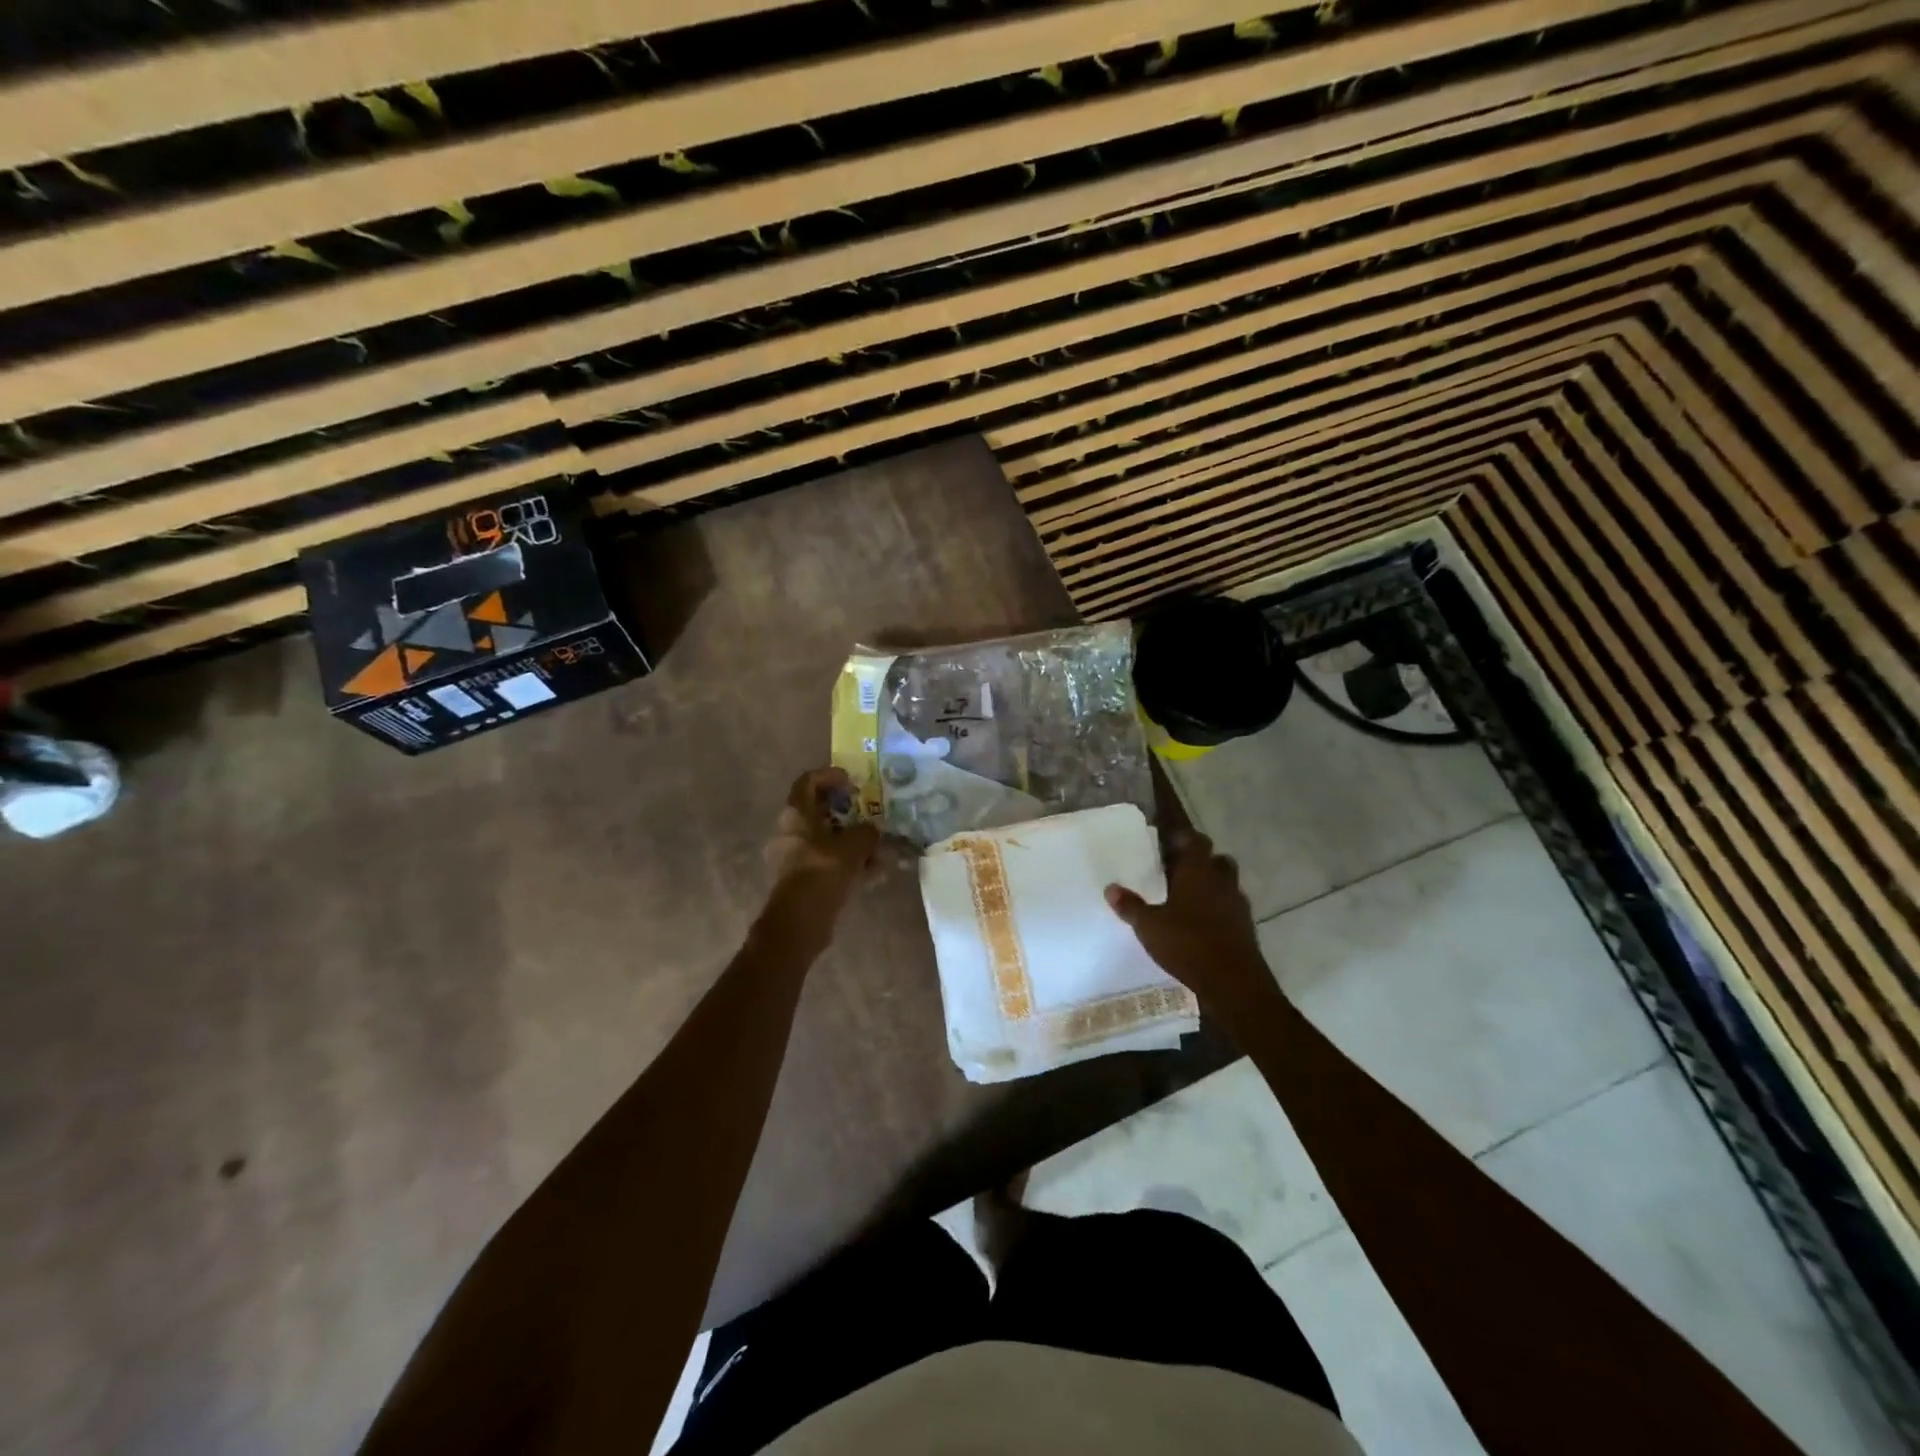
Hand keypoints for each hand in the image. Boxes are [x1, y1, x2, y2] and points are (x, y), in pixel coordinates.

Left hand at [762, 767, 880, 942]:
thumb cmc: (823, 871)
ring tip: (879, 850)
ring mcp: (793, 857)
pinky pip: (828, 862)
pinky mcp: (801, 880)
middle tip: (869, 814)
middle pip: (819, 811)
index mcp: (796, 814)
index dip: (830, 776)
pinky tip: (874, 873)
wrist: (800, 921)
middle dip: (848, 813)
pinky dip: (849, 863)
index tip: (851, 781)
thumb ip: (867, 832)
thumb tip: (872, 831)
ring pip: (827, 840)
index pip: (808, 782)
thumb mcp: (854, 846)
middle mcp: (790, 831)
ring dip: (853, 842)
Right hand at [1106, 832, 1278, 1018]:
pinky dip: (1219, 909)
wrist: (1233, 981)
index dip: (1182, 838)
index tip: (1167, 842)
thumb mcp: (1149, 926)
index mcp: (1197, 871)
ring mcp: (1237, 903)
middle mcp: (1221, 881)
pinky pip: (1231, 907)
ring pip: (1226, 883)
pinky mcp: (1245, 926)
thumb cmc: (1188, 943)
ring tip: (1188, 899)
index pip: (1194, 840)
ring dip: (1212, 886)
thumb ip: (1130, 906)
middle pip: (1216, 859)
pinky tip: (1202, 924)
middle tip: (1178, 871)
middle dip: (1201, 861)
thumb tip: (1110, 888)